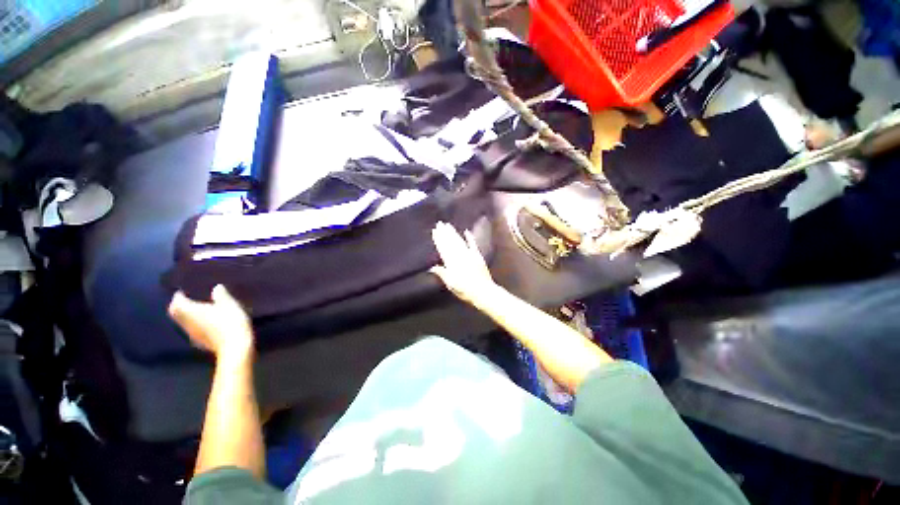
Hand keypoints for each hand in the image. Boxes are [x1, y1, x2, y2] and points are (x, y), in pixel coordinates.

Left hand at [168, 285, 253, 362]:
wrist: (234, 346)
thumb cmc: (231, 321)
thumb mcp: (229, 305)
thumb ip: (221, 295)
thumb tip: (216, 287)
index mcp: (191, 311)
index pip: (177, 301)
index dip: (179, 295)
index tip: (183, 290)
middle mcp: (187, 322)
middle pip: (175, 313)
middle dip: (178, 306)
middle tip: (186, 299)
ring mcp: (192, 334)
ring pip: (182, 322)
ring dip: (185, 315)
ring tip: (196, 310)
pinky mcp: (199, 342)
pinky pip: (191, 329)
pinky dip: (194, 324)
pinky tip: (204, 323)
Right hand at [430, 222, 498, 306]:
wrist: (483, 291)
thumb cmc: (465, 290)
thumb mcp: (451, 284)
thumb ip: (442, 274)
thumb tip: (432, 267)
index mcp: (452, 263)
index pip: (443, 248)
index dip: (439, 239)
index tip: (435, 231)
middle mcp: (460, 256)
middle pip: (450, 242)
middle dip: (444, 232)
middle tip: (440, 223)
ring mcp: (469, 255)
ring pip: (459, 241)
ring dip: (453, 233)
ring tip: (448, 225)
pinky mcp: (478, 256)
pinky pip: (473, 245)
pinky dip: (470, 238)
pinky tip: (466, 231)